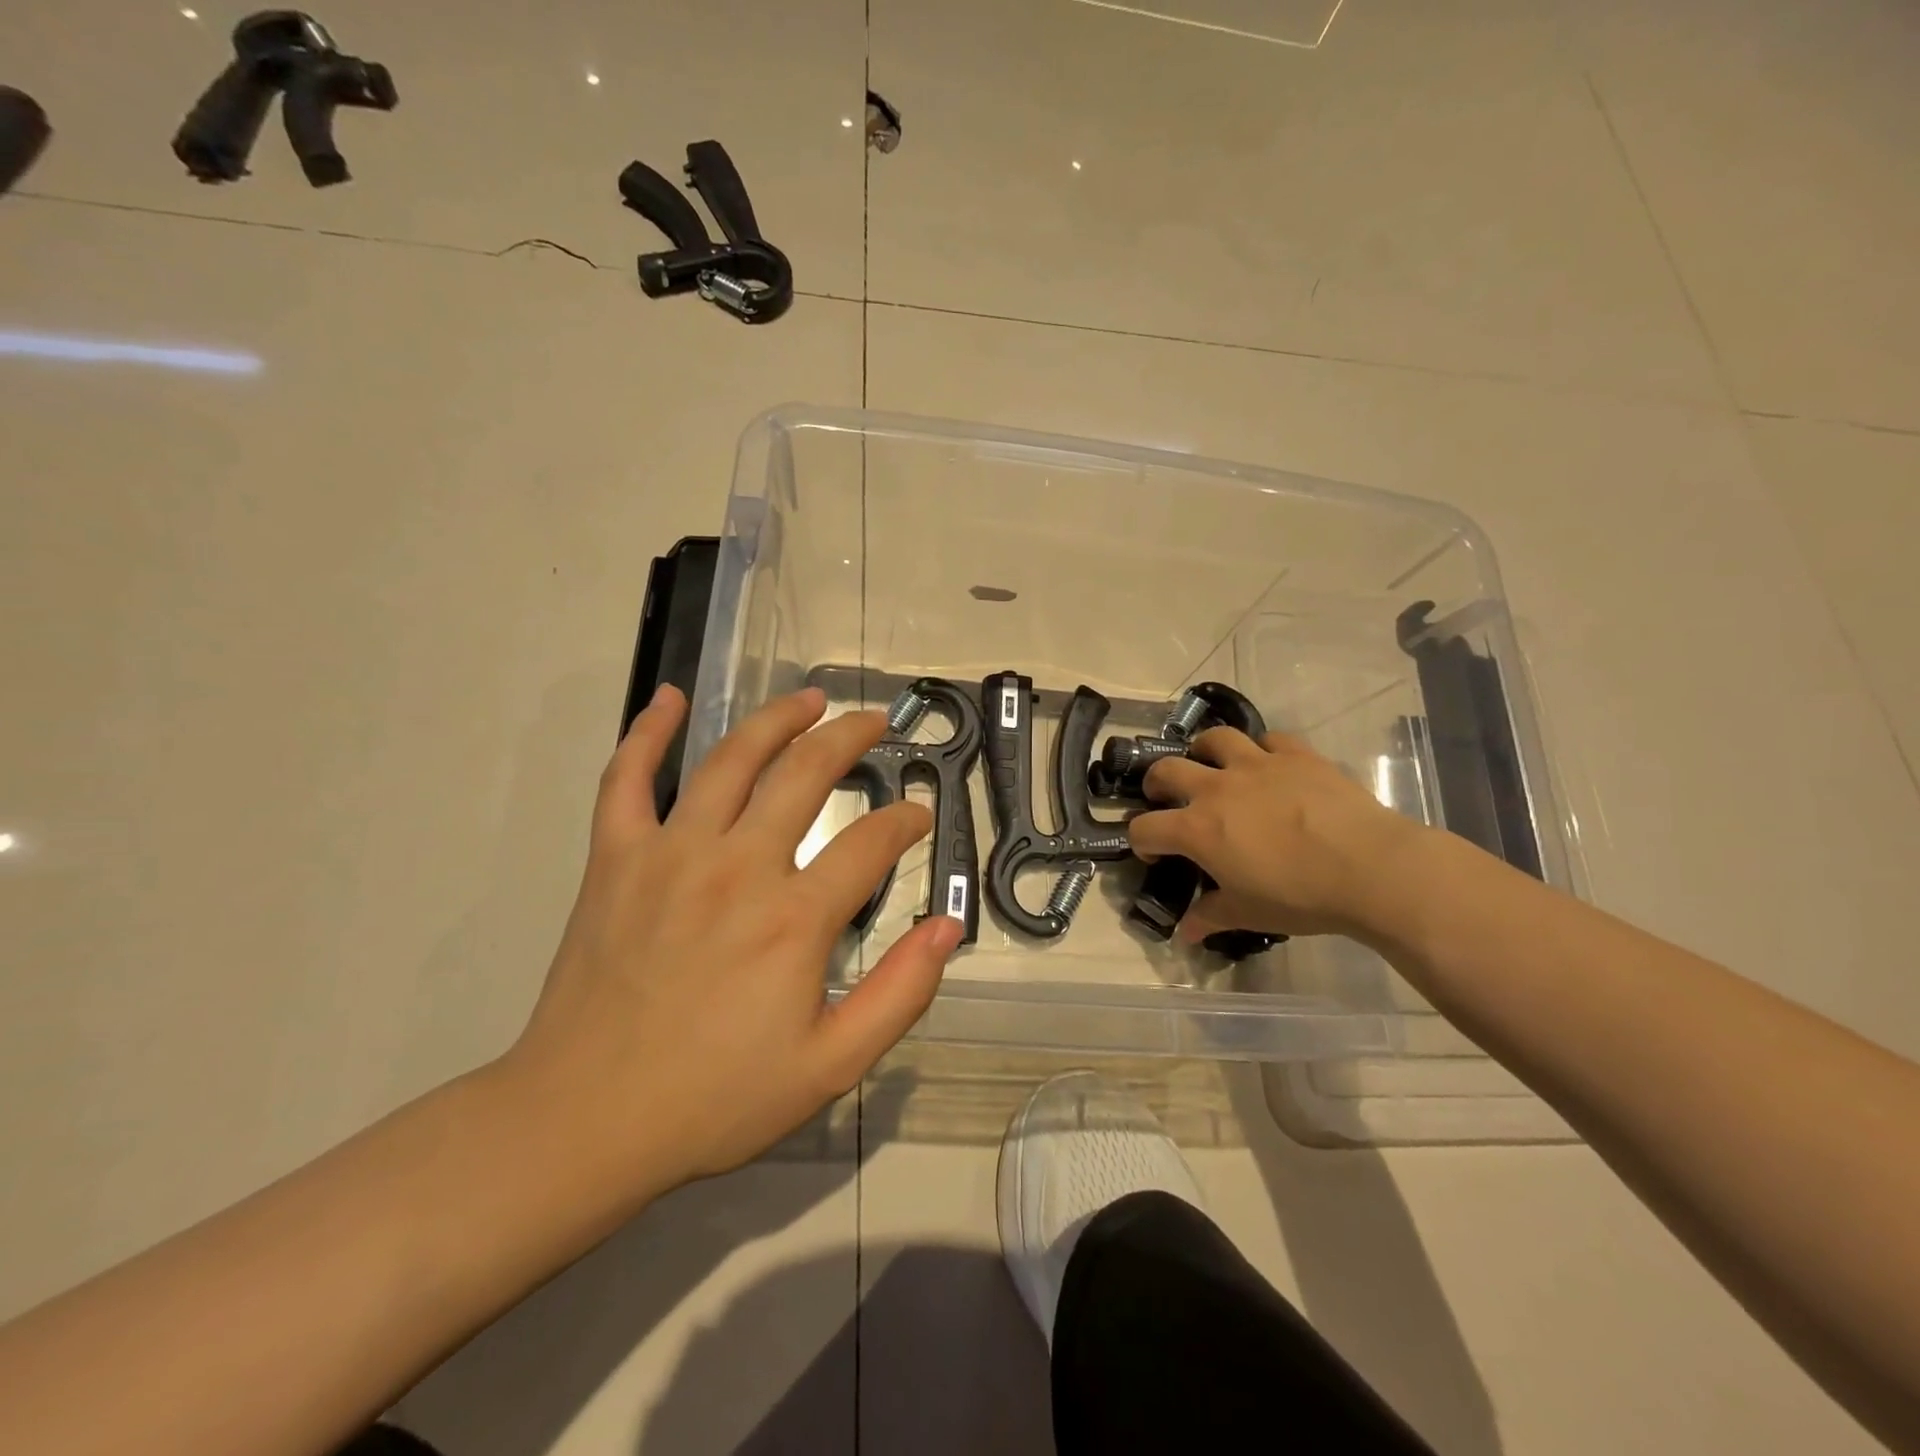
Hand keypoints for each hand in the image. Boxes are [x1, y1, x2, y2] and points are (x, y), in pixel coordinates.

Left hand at [500, 685, 959, 1207]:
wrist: (585, 1121)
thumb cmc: (715, 1098)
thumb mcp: (830, 1065)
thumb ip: (900, 994)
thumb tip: (947, 928)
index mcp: (794, 917)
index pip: (872, 841)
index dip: (906, 821)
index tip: (919, 816)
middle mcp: (738, 866)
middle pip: (807, 773)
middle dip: (850, 739)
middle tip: (875, 723)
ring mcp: (671, 853)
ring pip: (731, 760)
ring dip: (777, 719)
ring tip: (810, 699)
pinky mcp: (616, 858)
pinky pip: (627, 778)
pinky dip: (649, 732)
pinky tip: (671, 697)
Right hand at [1128, 727, 1430, 942]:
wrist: (1369, 868)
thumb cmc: (1300, 896)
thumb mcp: (1249, 914)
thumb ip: (1211, 916)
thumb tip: (1186, 932)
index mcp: (1197, 829)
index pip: (1145, 828)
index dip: (1141, 841)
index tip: (1156, 854)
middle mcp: (1217, 788)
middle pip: (1166, 770)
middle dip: (1156, 783)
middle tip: (1166, 797)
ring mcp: (1257, 765)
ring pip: (1215, 739)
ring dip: (1203, 750)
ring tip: (1210, 764)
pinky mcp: (1296, 755)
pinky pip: (1270, 739)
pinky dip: (1262, 749)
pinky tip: (1269, 764)